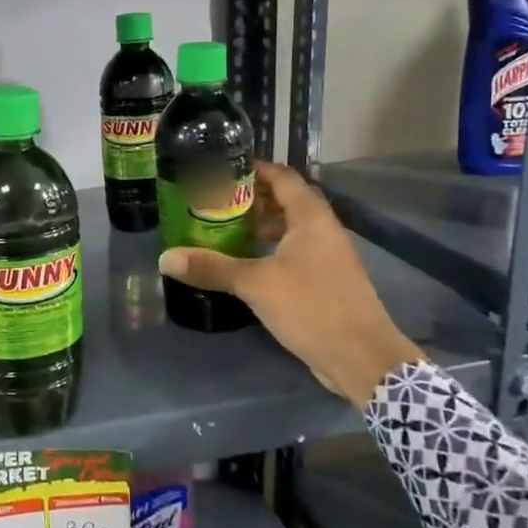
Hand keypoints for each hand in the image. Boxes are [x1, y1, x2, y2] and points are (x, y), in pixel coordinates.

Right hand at [158, 161, 423, 406]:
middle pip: (286, 201)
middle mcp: (323, 230)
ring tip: (223, 230)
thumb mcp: (256, 284)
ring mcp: (327, 257)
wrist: (362, 359)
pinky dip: (270, 251)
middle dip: (251, 199)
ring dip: (260, 227)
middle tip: (213, 201)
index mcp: (311, 218)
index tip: (221, 169)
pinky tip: (245, 265)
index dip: (254, 169)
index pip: (283, 177)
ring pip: (290, 229)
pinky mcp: (325, 282)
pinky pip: (294, 253)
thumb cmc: (312, 307)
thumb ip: (212, 267)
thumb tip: (165, 258)